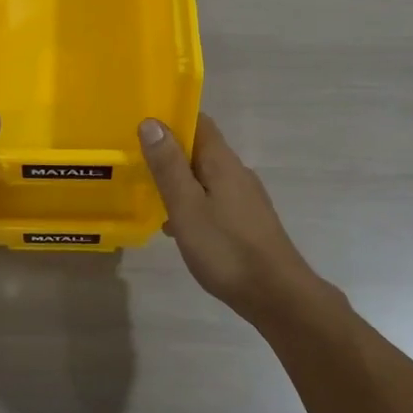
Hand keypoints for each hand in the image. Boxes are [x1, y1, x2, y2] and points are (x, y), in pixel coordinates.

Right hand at [138, 114, 327, 323]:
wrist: (276, 294)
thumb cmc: (226, 248)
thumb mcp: (187, 206)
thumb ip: (168, 166)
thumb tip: (152, 121)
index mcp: (222, 162)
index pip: (198, 122)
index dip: (171, 118)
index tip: (141, 125)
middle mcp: (237, 172)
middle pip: (201, 149)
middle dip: (170, 152)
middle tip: (136, 162)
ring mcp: (245, 198)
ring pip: (205, 178)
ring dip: (179, 181)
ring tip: (150, 196)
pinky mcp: (247, 221)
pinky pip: (213, 201)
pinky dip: (192, 205)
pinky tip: (176, 228)